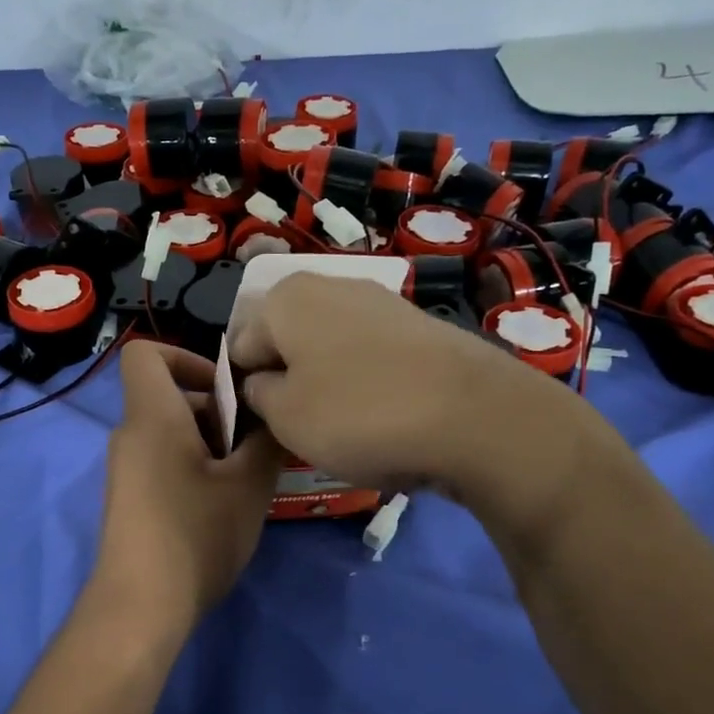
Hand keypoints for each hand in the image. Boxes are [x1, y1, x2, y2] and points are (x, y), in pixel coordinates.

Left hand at [93, 341, 284, 630]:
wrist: (140, 607)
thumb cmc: (196, 534)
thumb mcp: (248, 486)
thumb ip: (266, 441)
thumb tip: (272, 418)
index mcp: (152, 417)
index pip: (145, 353)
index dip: (185, 356)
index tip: (227, 388)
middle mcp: (131, 436)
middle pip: (169, 396)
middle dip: (216, 409)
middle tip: (255, 443)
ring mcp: (128, 470)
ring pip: (171, 433)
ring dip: (212, 443)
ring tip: (249, 478)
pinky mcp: (131, 500)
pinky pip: (164, 462)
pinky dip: (195, 468)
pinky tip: (226, 505)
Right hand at [227, 273, 619, 531]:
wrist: (475, 415)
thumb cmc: (359, 414)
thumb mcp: (284, 417)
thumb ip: (256, 394)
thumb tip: (261, 381)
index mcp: (285, 298)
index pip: (239, 347)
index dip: (246, 388)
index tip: (267, 424)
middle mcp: (329, 285)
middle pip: (286, 341)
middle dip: (287, 381)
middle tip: (303, 427)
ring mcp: (380, 302)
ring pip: (328, 349)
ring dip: (326, 384)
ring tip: (346, 427)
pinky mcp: (418, 326)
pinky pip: (369, 356)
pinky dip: (366, 382)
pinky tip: (383, 415)